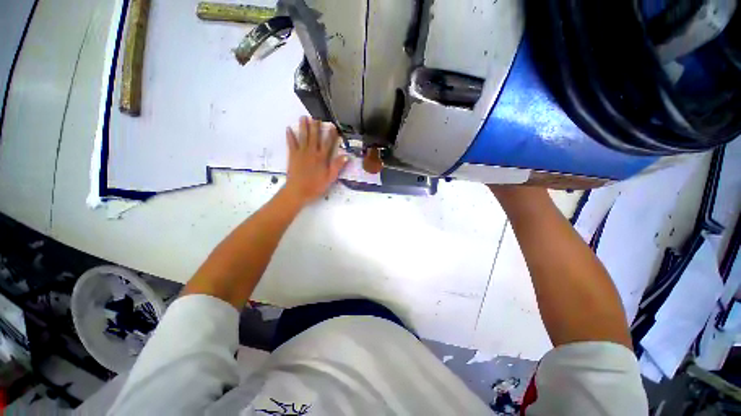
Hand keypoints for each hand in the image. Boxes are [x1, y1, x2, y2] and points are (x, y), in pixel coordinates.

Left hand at [283, 117, 348, 205]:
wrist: (298, 191)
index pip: (328, 144)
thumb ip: (337, 166)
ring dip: (303, 127)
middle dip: (316, 127)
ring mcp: (301, 153)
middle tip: (316, 117)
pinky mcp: (292, 156)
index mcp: (322, 158)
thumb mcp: (330, 178)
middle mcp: (312, 152)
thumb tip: (346, 156)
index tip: (333, 126)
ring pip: (303, 137)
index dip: (331, 135)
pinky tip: (288, 129)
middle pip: (314, 137)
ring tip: (303, 117)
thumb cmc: (315, 186)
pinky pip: (291, 144)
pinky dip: (290, 136)